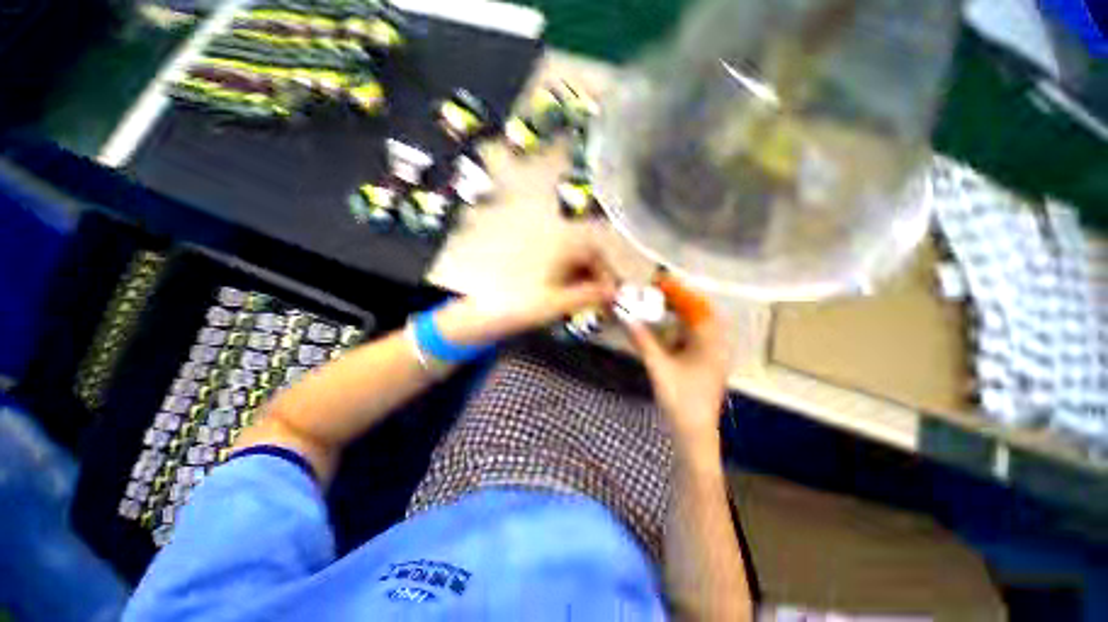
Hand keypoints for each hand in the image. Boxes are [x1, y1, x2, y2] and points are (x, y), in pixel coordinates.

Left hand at [435, 230, 617, 344]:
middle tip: (597, 299)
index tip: (610, 295)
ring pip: (567, 256)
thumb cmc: (517, 305)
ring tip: (581, 299)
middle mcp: (547, 234)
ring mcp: (533, 242)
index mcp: (559, 241)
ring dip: (579, 276)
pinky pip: (552, 260)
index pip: (595, 251)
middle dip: (593, 276)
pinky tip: (561, 292)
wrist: (473, 310)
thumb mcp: (557, 303)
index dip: (606, 273)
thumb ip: (589, 296)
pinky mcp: (522, 253)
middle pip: (582, 251)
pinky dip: (562, 275)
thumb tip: (613, 293)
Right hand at [623, 282, 731, 444]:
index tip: (659, 281)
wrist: (694, 433)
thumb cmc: (680, 401)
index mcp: (711, 344)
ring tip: (659, 301)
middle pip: (700, 311)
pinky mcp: (704, 361)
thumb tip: (626, 317)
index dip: (679, 291)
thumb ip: (642, 341)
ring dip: (680, 310)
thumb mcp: (658, 368)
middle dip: (680, 297)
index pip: (698, 307)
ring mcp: (711, 353)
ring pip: (698, 323)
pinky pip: (694, 335)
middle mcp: (716, 345)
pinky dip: (680, 325)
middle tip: (656, 289)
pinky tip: (666, 324)